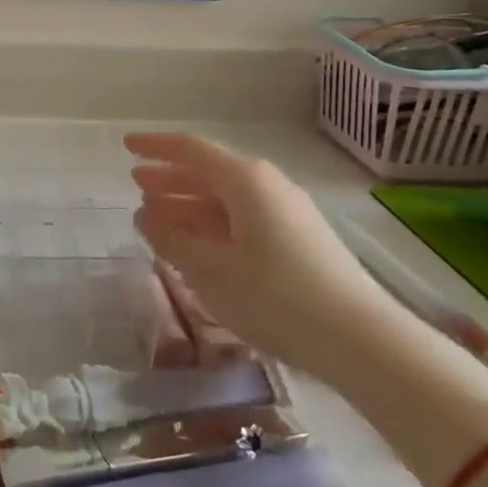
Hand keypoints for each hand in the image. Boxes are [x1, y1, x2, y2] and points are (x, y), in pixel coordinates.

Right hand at [126, 131, 393, 383]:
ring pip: (227, 198)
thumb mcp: (209, 269)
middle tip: (137, 183)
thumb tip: (145, 216)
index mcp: (244, 180)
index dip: (155, 146)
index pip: (190, 149)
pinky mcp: (300, 240)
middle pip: (209, 172)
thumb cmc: (275, 296)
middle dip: (170, 177)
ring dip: (189, 204)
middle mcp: (267, 185)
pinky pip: (244, 218)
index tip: (126, 146)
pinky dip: (213, 224)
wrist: (361, 340)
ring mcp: (288, 212)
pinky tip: (199, 245)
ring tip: (158, 216)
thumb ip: (171, 239)